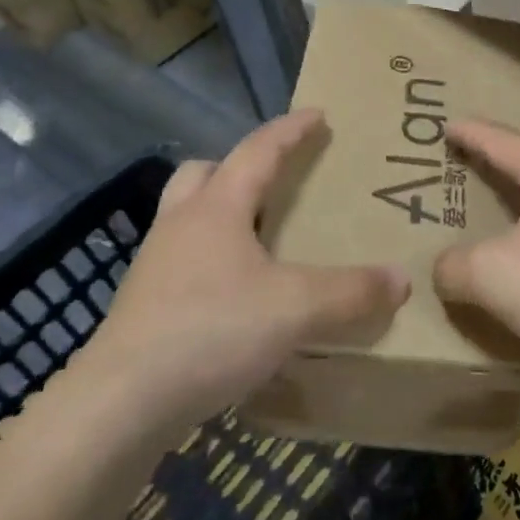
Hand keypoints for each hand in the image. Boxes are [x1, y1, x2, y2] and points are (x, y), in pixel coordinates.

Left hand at [85, 110, 407, 431]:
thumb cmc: (210, 332)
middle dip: (240, 167)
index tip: (317, 115)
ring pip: (188, 218)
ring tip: (259, 240)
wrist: (119, 405)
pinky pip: (182, 262)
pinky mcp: (144, 307)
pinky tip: (236, 296)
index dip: (290, 130)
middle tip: (274, 182)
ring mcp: (155, 267)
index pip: (257, 150)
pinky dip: (211, 261)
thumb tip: (400, 279)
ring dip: (221, 215)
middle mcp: (180, 226)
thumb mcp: (295, 309)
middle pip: (204, 173)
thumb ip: (351, 292)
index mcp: (216, 208)